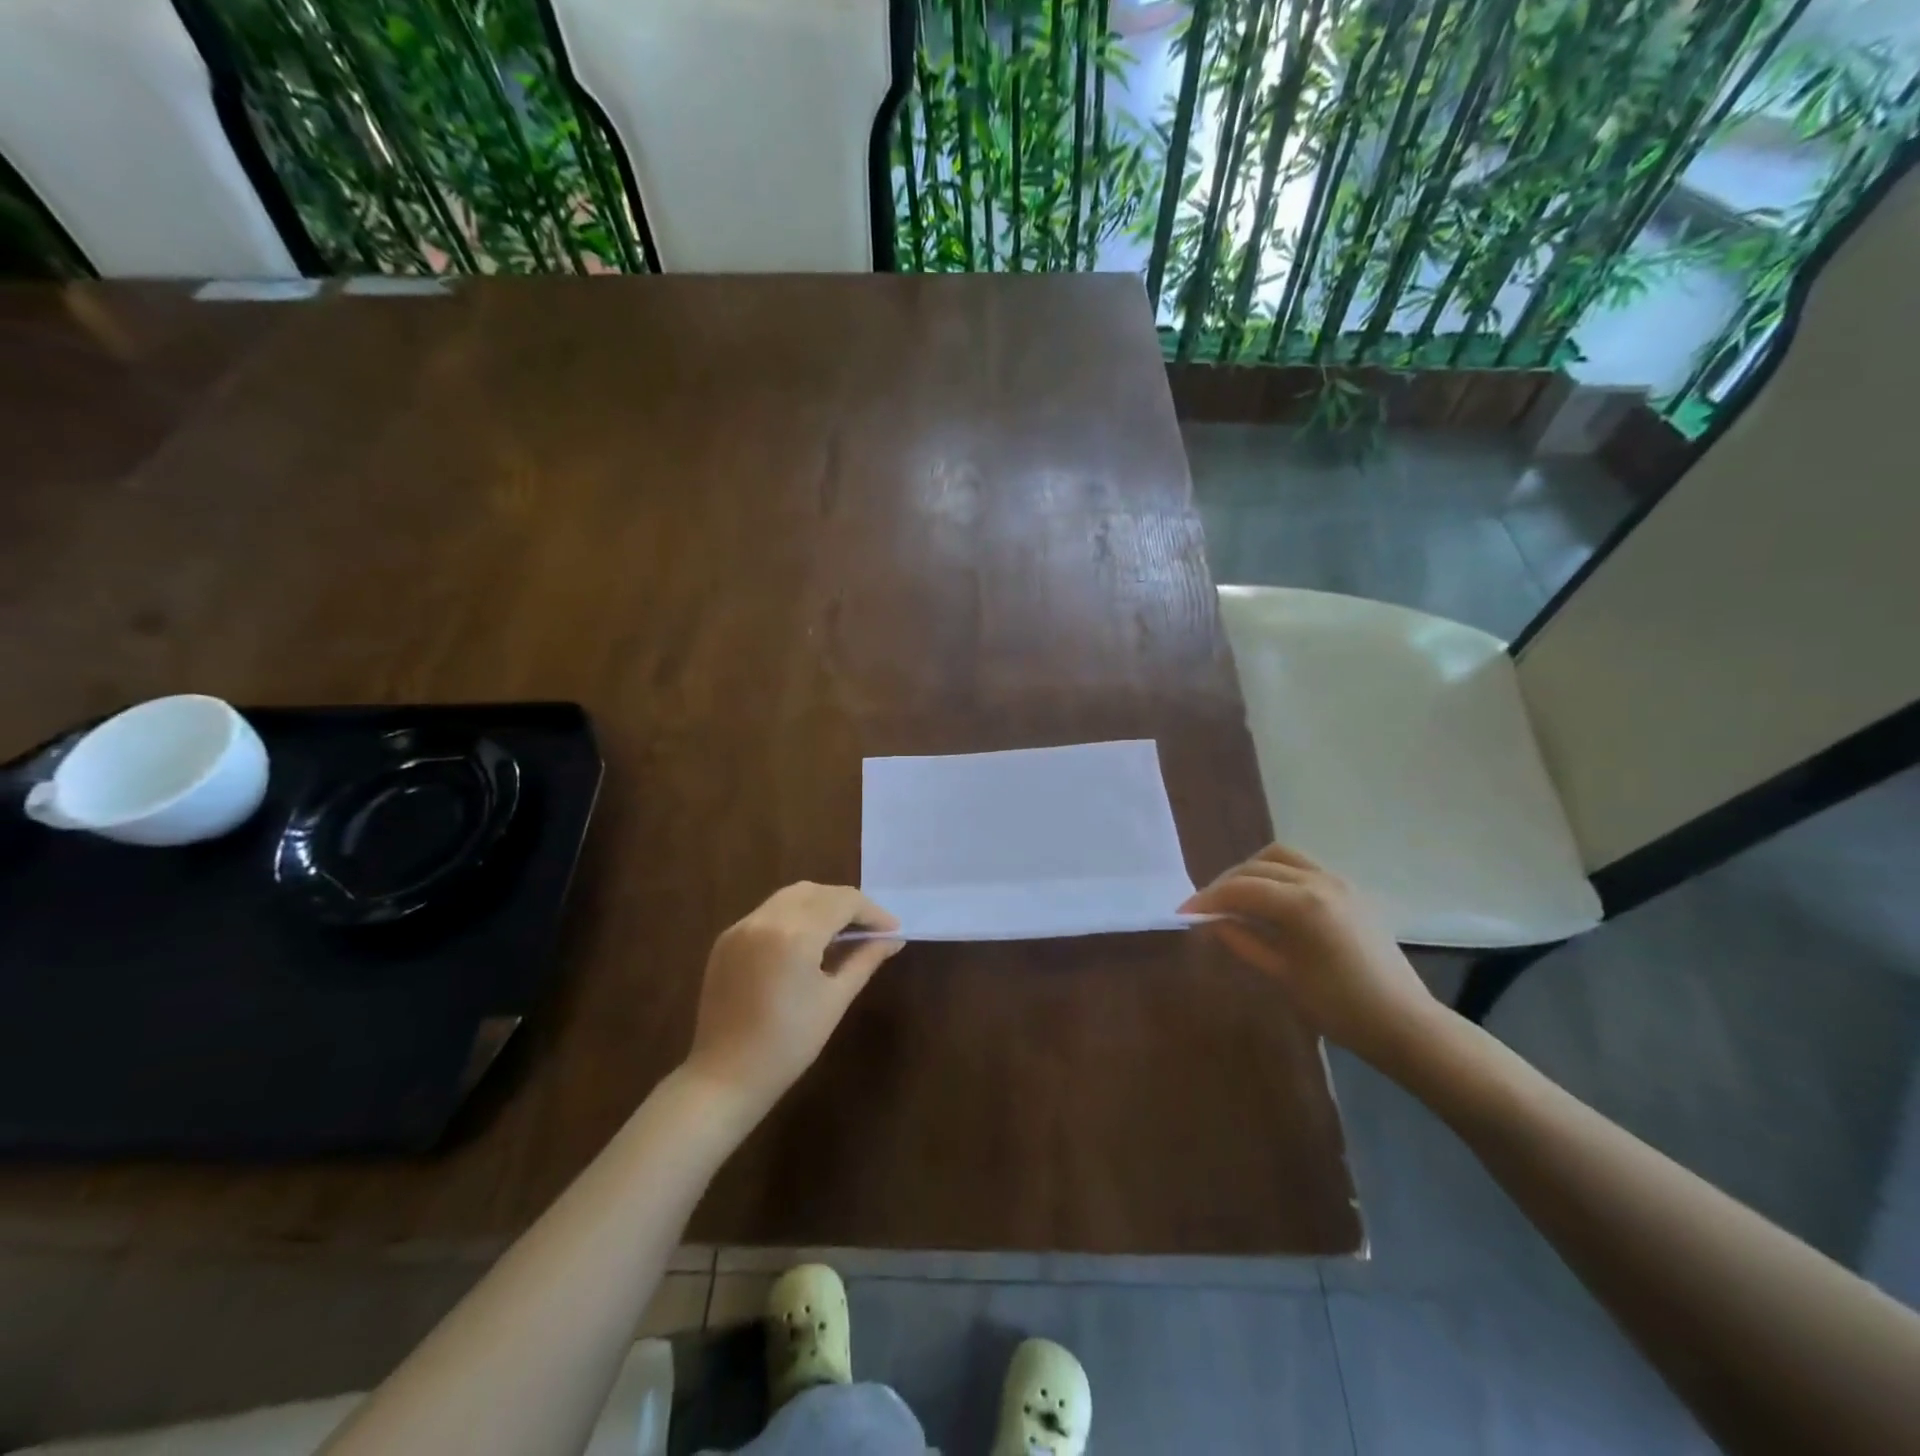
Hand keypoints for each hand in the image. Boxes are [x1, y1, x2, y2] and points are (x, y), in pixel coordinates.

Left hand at [685, 883, 901, 1115]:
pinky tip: (806, 942)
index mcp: (795, 934)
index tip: (892, 930)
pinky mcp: (726, 940)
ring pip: (790, 897)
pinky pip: (768, 913)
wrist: (725, 1077)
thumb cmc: (789, 1044)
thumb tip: (893, 939)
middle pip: (817, 892)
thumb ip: (865, 960)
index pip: (843, 901)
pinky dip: (793, 916)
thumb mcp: (835, 1000)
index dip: (872, 912)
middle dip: (847, 904)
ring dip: (820, 905)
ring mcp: (741, 927)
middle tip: (870, 930)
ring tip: (841, 933)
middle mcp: (765, 919)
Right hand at [1180, 844, 1440, 1066]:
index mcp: (1300, 904)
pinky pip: (1303, 866)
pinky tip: (1269, 899)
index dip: (1207, 899)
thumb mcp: (1281, 975)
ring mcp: (1337, 881)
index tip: (1183, 912)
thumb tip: (1212, 920)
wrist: (1402, 1022)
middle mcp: (1318, 881)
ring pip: (1281, 856)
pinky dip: (1277, 873)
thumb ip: (1242, 940)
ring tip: (1236, 896)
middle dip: (1225, 883)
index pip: (1240, 889)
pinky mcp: (1349, 889)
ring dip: (1251, 870)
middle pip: (1257, 866)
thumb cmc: (1338, 1007)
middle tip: (1205, 907)